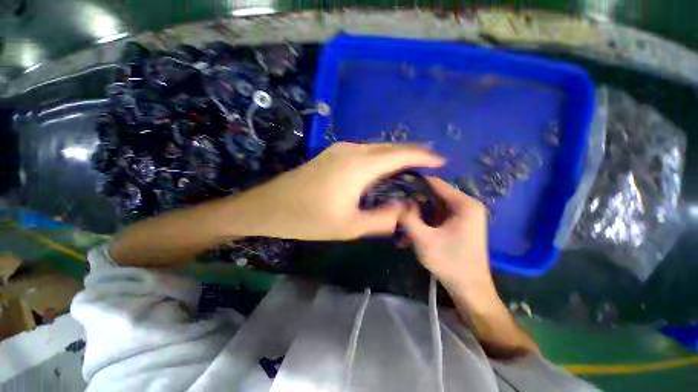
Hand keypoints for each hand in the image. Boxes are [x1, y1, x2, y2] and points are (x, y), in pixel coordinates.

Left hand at [232, 142, 443, 240]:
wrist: (270, 206)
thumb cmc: (308, 219)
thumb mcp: (349, 227)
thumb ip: (382, 219)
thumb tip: (404, 209)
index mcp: (358, 166)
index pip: (400, 155)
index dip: (422, 156)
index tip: (440, 160)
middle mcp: (352, 150)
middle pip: (389, 148)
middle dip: (412, 154)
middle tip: (429, 165)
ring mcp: (340, 149)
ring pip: (377, 148)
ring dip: (395, 156)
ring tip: (411, 168)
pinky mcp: (332, 153)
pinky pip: (364, 152)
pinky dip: (380, 158)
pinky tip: (383, 169)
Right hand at [399, 177, 494, 297]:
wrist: (469, 289)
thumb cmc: (449, 262)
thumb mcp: (422, 239)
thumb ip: (407, 217)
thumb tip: (396, 201)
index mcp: (464, 204)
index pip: (435, 183)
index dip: (415, 184)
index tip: (397, 187)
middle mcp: (466, 206)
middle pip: (433, 196)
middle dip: (413, 204)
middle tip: (396, 211)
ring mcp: (462, 215)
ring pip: (432, 207)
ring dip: (416, 216)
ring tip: (401, 227)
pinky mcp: (458, 225)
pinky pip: (436, 217)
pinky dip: (423, 223)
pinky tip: (410, 235)